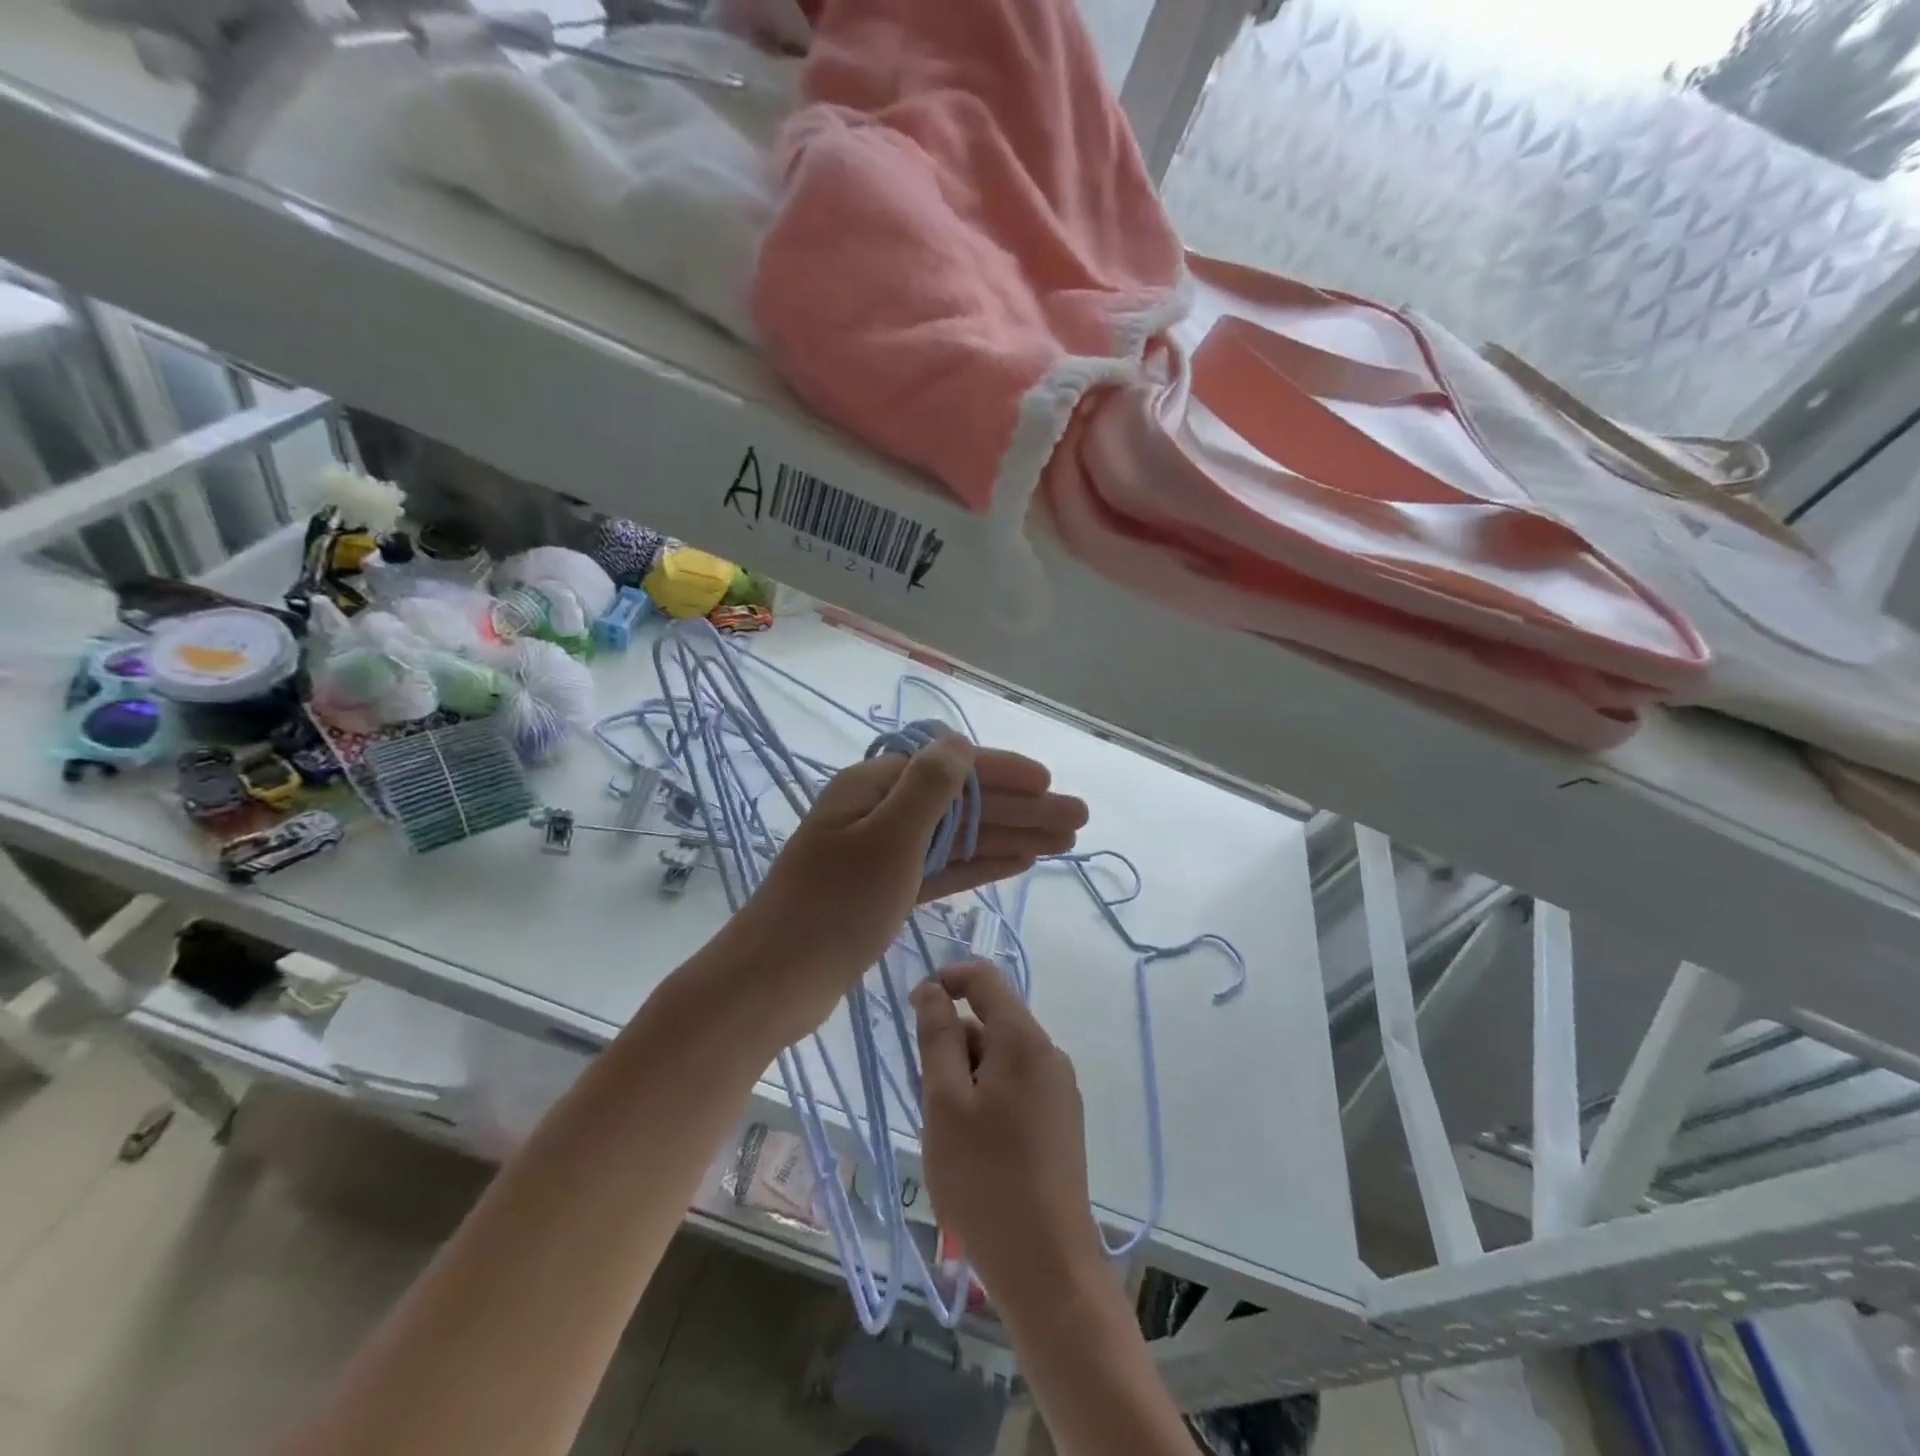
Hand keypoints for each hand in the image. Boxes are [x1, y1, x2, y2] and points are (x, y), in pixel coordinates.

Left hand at [730, 739, 1086, 1043]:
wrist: (776, 981)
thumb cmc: (833, 906)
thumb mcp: (887, 839)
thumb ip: (928, 788)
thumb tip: (959, 742)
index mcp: (874, 787)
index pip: (951, 768)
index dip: (1004, 773)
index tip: (1050, 783)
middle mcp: (881, 812)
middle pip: (963, 804)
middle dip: (1021, 809)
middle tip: (1078, 820)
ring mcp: (884, 853)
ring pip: (960, 838)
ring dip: (1011, 836)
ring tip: (1064, 842)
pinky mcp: (887, 891)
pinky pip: (944, 869)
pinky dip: (981, 864)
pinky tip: (1019, 861)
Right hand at [912, 961, 1108, 1321]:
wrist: (1048, 1268)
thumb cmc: (985, 1178)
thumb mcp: (945, 1102)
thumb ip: (938, 1037)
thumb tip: (934, 990)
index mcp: (1024, 1040)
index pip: (985, 979)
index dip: (947, 980)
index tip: (913, 1009)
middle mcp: (1049, 1055)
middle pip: (992, 1022)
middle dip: (954, 1045)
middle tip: (931, 1101)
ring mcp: (1059, 1091)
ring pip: (1000, 1059)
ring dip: (967, 1078)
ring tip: (951, 1135)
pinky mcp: (1060, 1123)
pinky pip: (1015, 1087)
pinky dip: (987, 1099)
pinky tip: (976, 1150)